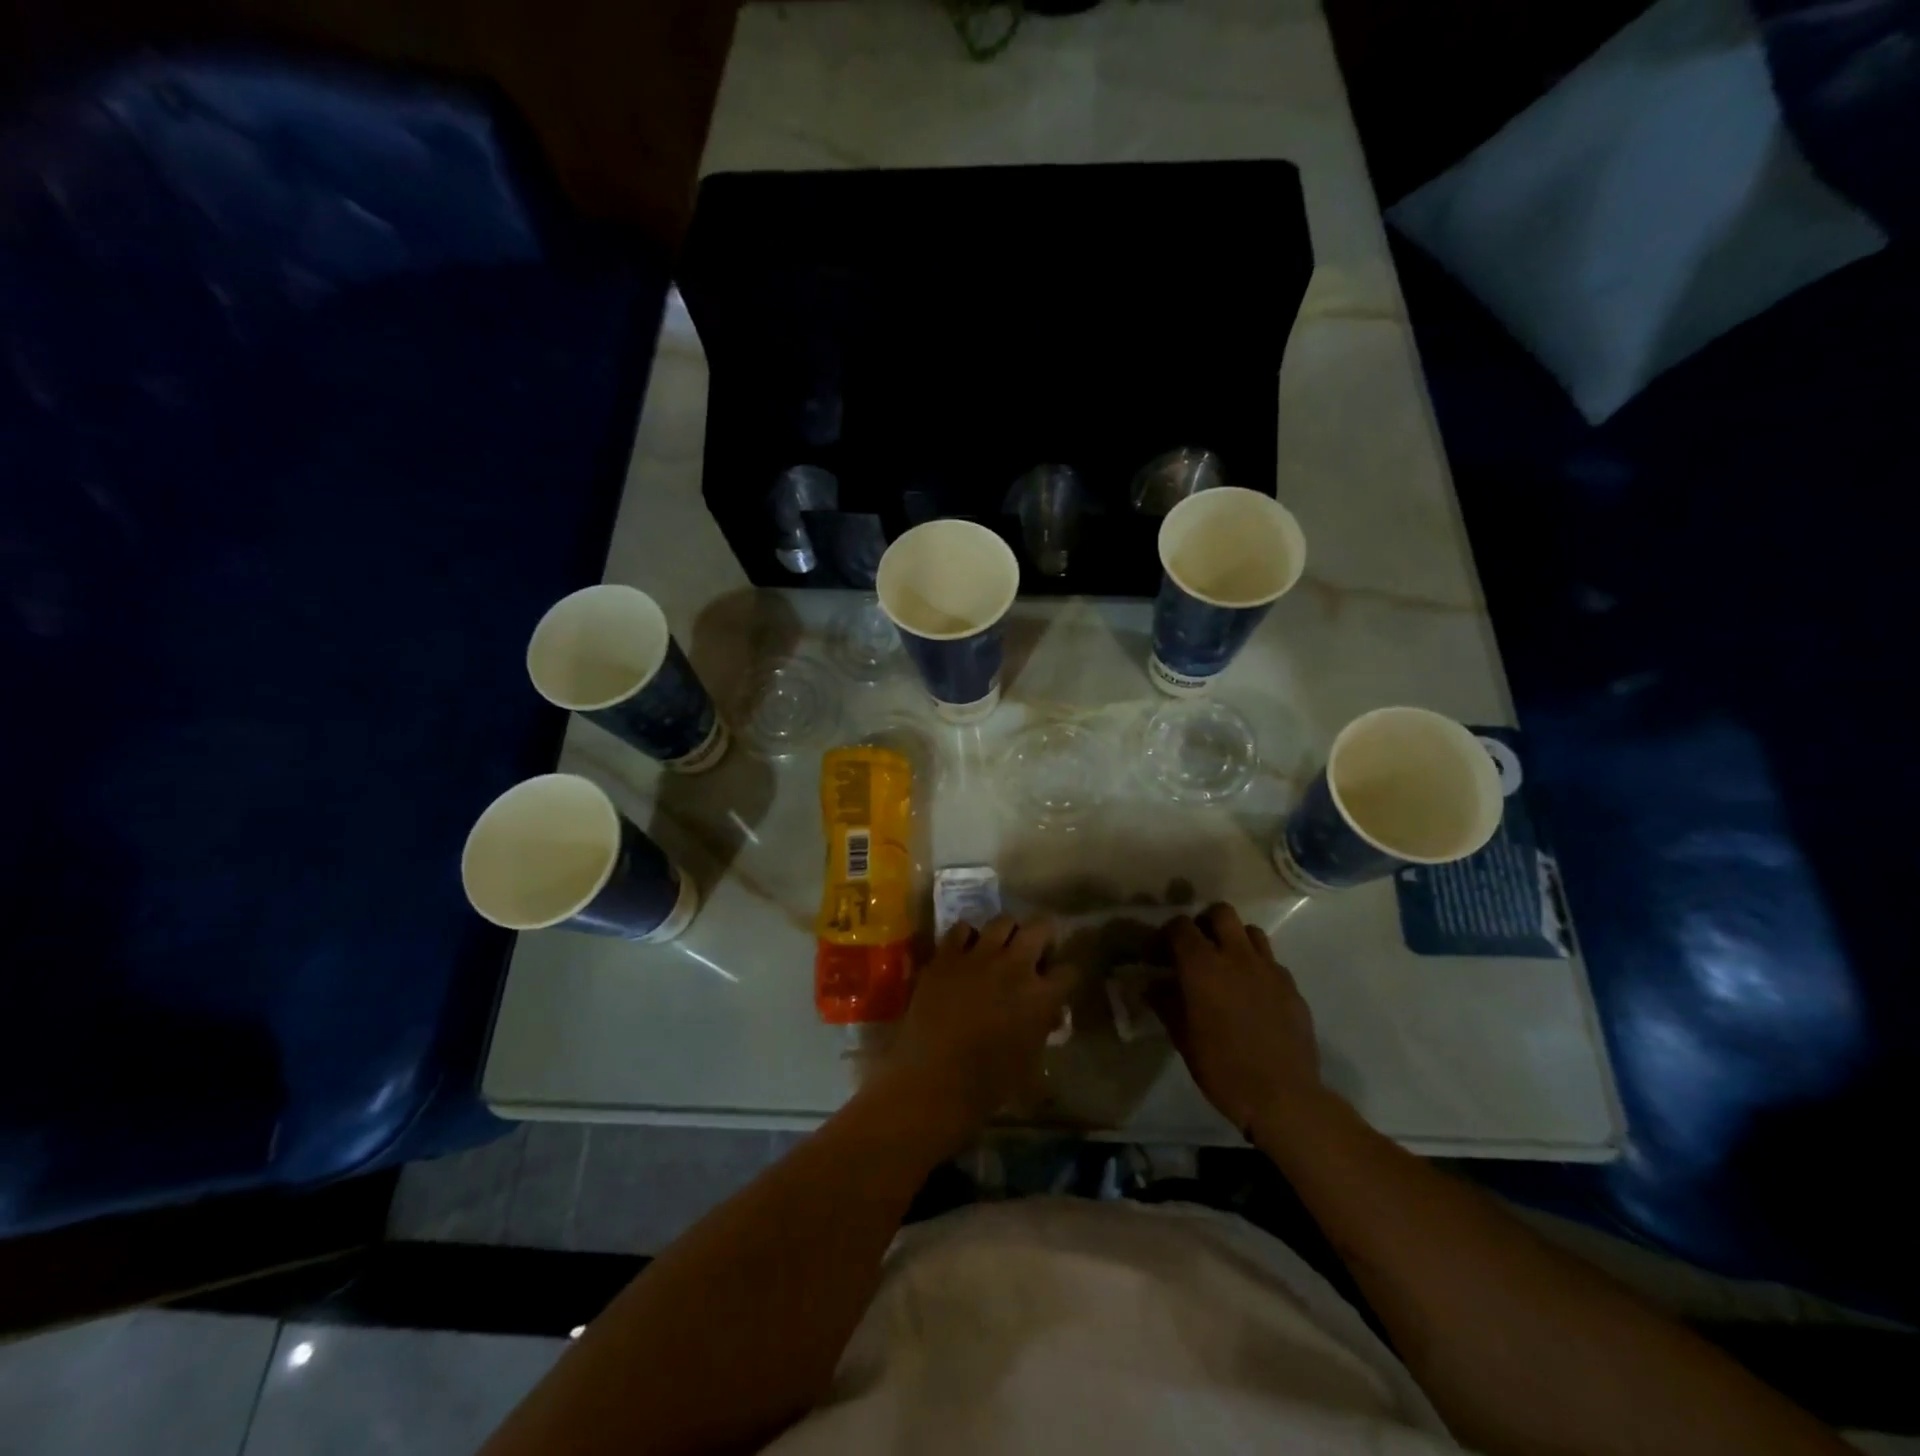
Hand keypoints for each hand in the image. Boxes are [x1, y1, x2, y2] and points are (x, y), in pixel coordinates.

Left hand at [872, 916, 1076, 1149]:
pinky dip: (968, 936)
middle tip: (1034, 951)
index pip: (1069, 970)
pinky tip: (965, 951)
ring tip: (1001, 946)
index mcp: (1041, 996)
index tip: (1058, 980)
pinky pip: (962, 929)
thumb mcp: (1031, 1065)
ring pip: (1002, 921)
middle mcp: (1015, 966)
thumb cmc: (988, 1084)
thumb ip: (1043, 1032)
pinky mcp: (946, 956)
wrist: (933, 1079)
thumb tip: (1049, 1016)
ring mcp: (979, 956)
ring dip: (1007, 932)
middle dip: (1042, 935)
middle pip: (1040, 927)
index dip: (1065, 973)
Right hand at [1151, 903, 1322, 1140]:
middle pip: (1220, 913)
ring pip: (1250, 931)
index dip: (1166, 935)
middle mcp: (1236, 956)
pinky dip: (1257, 967)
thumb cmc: (1222, 1067)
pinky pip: (1271, 961)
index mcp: (1202, 965)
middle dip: (1204, 923)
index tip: (1158, 955)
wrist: (1283, 1097)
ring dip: (1234, 940)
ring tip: (1227, 965)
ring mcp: (1269, 968)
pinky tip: (1252, 993)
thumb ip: (1165, 1002)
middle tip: (1196, 949)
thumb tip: (1153, 984)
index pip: (1180, 926)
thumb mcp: (1182, 1037)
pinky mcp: (1291, 986)